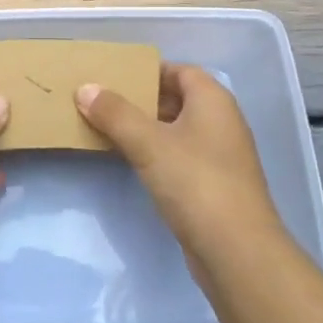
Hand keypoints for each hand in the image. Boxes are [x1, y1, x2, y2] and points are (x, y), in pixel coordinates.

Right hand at [76, 64, 284, 266]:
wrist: (237, 252)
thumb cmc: (195, 182)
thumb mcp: (148, 143)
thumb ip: (115, 113)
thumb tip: (85, 88)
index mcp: (213, 99)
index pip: (179, 70)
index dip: (148, 71)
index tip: (115, 77)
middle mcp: (222, 121)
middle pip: (178, 99)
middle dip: (142, 100)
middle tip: (104, 103)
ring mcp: (221, 156)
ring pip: (178, 130)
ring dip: (147, 129)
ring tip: (109, 129)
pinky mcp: (215, 186)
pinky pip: (181, 157)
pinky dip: (158, 154)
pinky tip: (132, 162)